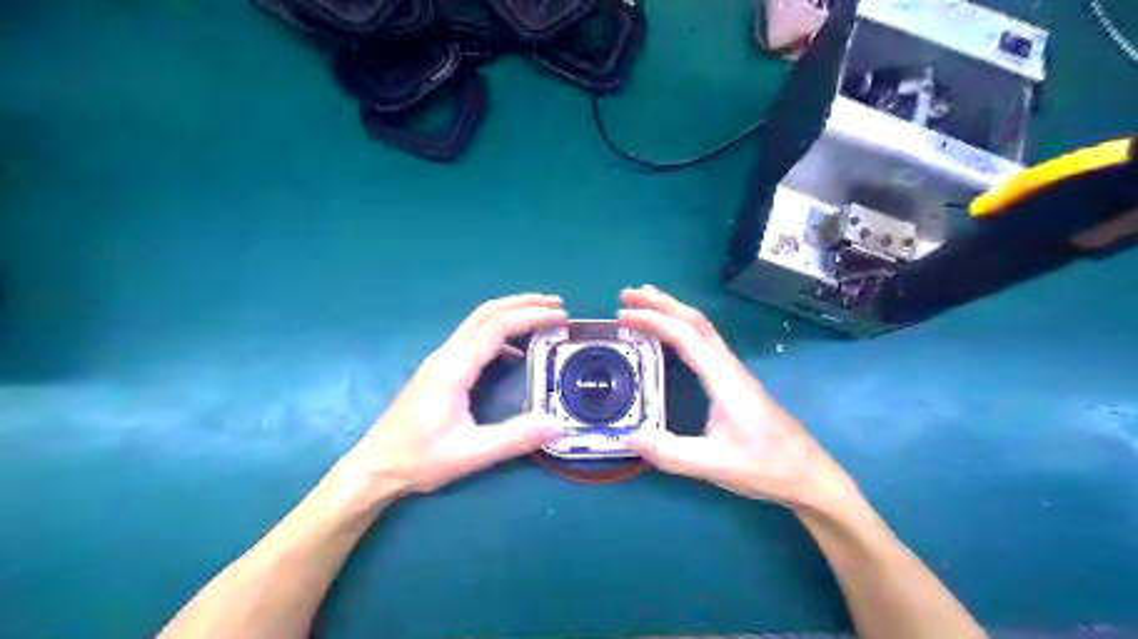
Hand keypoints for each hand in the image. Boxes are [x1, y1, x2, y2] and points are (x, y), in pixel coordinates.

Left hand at [338, 294, 569, 498]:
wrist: (375, 466)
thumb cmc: (419, 459)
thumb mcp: (471, 454)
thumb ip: (515, 438)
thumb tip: (557, 425)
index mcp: (454, 369)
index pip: (496, 328)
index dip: (530, 317)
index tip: (559, 317)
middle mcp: (446, 355)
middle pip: (486, 313)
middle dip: (522, 304)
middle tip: (556, 304)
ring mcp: (440, 361)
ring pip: (478, 323)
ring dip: (510, 315)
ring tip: (541, 319)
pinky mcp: (438, 370)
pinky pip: (472, 339)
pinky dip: (499, 335)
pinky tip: (515, 354)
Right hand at [618, 286, 856, 513]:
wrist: (808, 475)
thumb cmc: (766, 467)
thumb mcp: (715, 465)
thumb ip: (672, 453)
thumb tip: (628, 436)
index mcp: (724, 378)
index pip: (685, 336)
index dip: (653, 321)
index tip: (622, 316)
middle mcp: (729, 367)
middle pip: (695, 321)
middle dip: (661, 303)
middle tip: (627, 295)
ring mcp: (734, 372)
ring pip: (702, 329)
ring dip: (672, 311)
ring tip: (644, 305)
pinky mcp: (734, 381)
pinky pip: (705, 342)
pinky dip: (681, 329)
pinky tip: (670, 338)